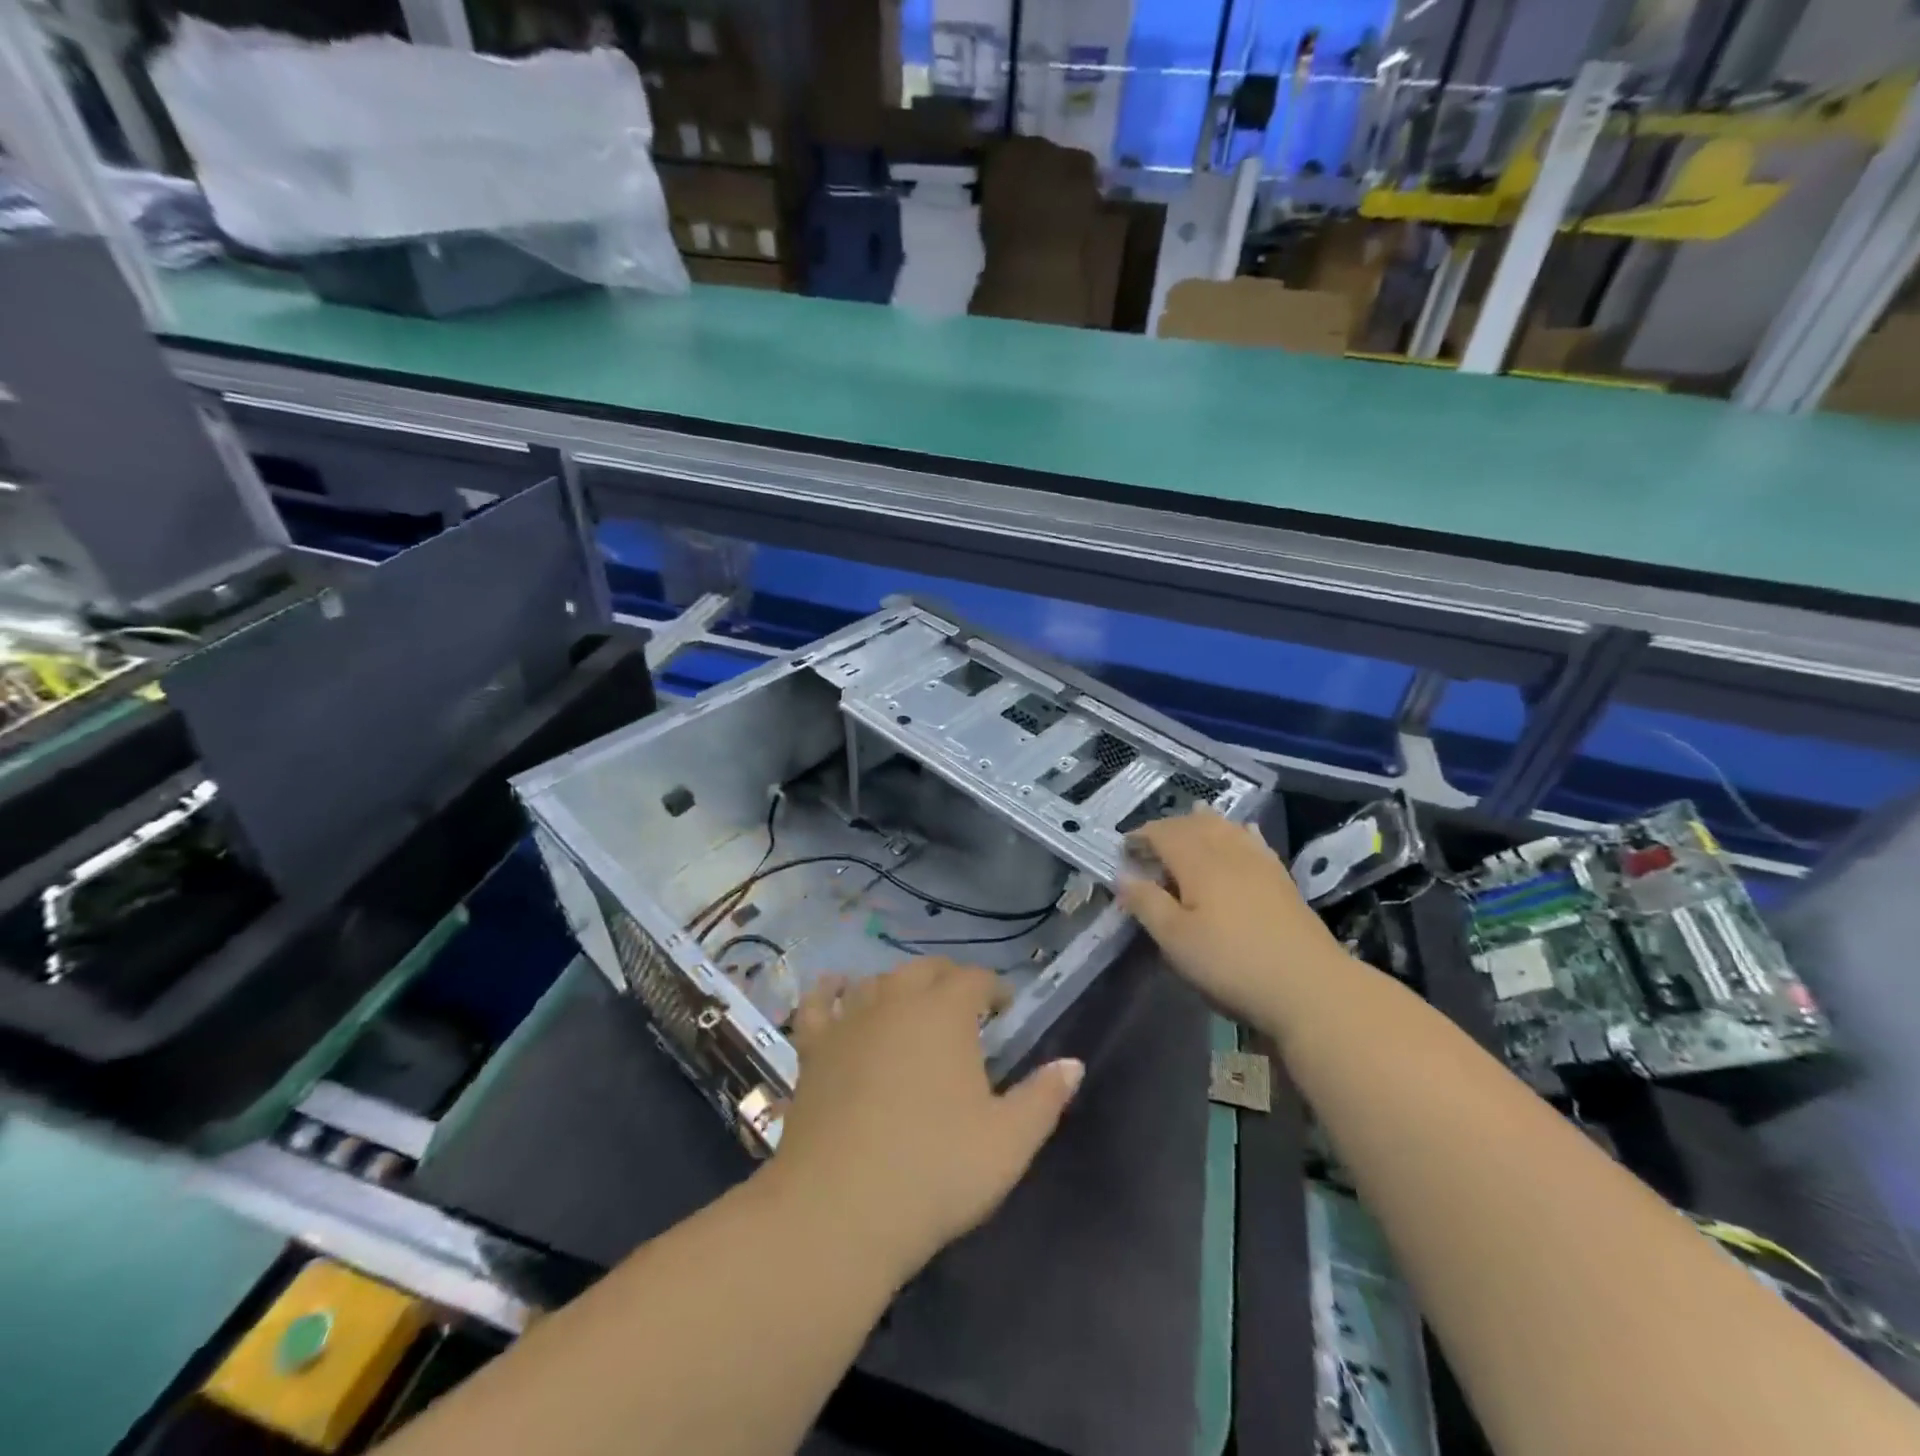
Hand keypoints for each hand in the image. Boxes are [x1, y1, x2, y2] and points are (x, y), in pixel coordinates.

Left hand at [766, 958, 1083, 1285]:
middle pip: (925, 970)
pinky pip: (818, 1003)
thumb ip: (1044, 1097)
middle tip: (964, 1011)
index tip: (1005, 1012)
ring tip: (912, 1008)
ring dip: (899, 986)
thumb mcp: (1008, 1142)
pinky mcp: (813, 1048)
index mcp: (946, 1013)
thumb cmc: (935, 1171)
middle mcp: (896, 1001)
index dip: (994, 990)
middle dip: (949, 981)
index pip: (975, 979)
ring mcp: (849, 1021)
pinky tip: (837, 989)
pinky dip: (830, 990)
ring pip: (877, 981)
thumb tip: (1073, 1064)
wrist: (840, 1209)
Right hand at [1118, 807, 1346, 1032]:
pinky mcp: (1282, 880)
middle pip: (1195, 825)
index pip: (1164, 833)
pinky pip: (1256, 842)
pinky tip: (1243, 831)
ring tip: (1191, 820)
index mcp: (1198, 862)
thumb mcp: (1175, 939)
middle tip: (1150, 842)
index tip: (1124, 848)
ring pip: (1227, 828)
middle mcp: (1228, 852)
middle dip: (1169, 827)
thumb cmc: (1231, 963)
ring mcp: (1260, 863)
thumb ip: (1146, 903)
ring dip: (1204, 822)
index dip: (1141, 836)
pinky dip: (1241, 832)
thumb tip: (1122, 875)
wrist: (1309, 986)